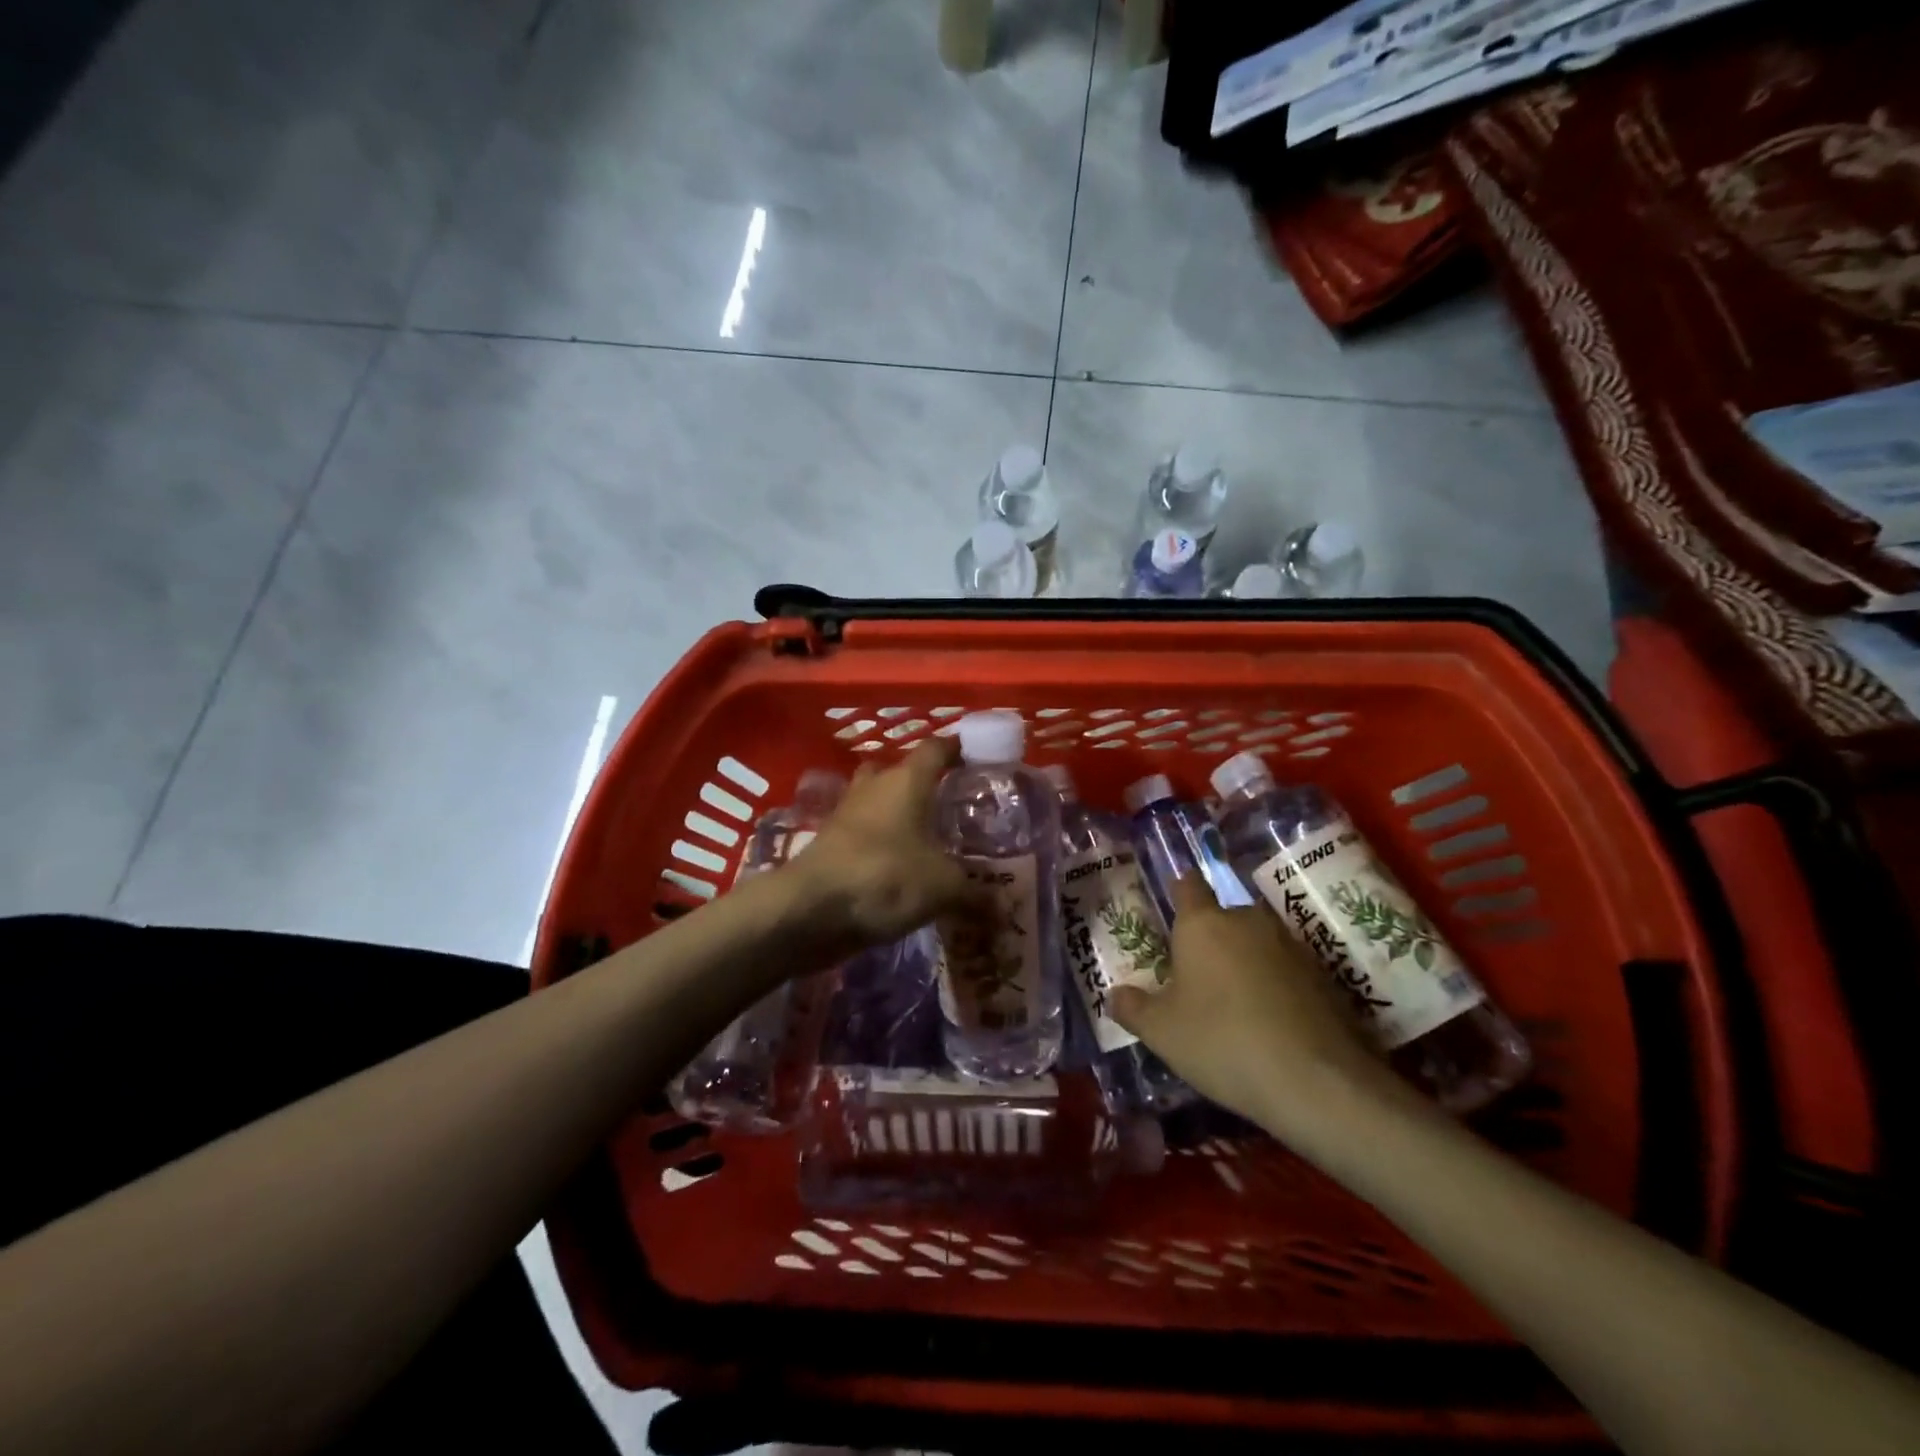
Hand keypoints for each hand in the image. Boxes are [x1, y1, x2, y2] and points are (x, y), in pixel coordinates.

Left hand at [782, 739, 970, 957]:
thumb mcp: (942, 888)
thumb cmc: (884, 877)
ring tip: (929, 838)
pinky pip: (865, 834)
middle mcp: (875, 787)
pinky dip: (882, 844)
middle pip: (902, 772)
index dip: (958, 748)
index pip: (936, 748)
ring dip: (899, 814)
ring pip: (878, 801)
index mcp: (906, 781)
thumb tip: (1004, 911)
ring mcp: (847, 813)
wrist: (809, 909)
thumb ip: (975, 895)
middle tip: (953, 805)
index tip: (978, 755)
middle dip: (925, 784)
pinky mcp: (830, 843)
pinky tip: (901, 868)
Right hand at [1110, 875, 1397, 1131]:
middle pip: (1224, 916)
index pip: (1187, 885)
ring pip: (1257, 942)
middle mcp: (1247, 921)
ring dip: (1245, 960)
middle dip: (1211, 937)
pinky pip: (1286, 969)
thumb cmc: (1223, 1042)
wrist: (1317, 1082)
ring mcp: (1290, 945)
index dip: (1178, 890)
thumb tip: (1115, 995)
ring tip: (1234, 1001)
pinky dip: (1275, 984)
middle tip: (1197, 973)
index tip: (1172, 904)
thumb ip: (1133, 1008)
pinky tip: (1270, 1020)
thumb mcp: (1162, 1033)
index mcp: (1203, 924)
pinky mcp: (1324, 975)